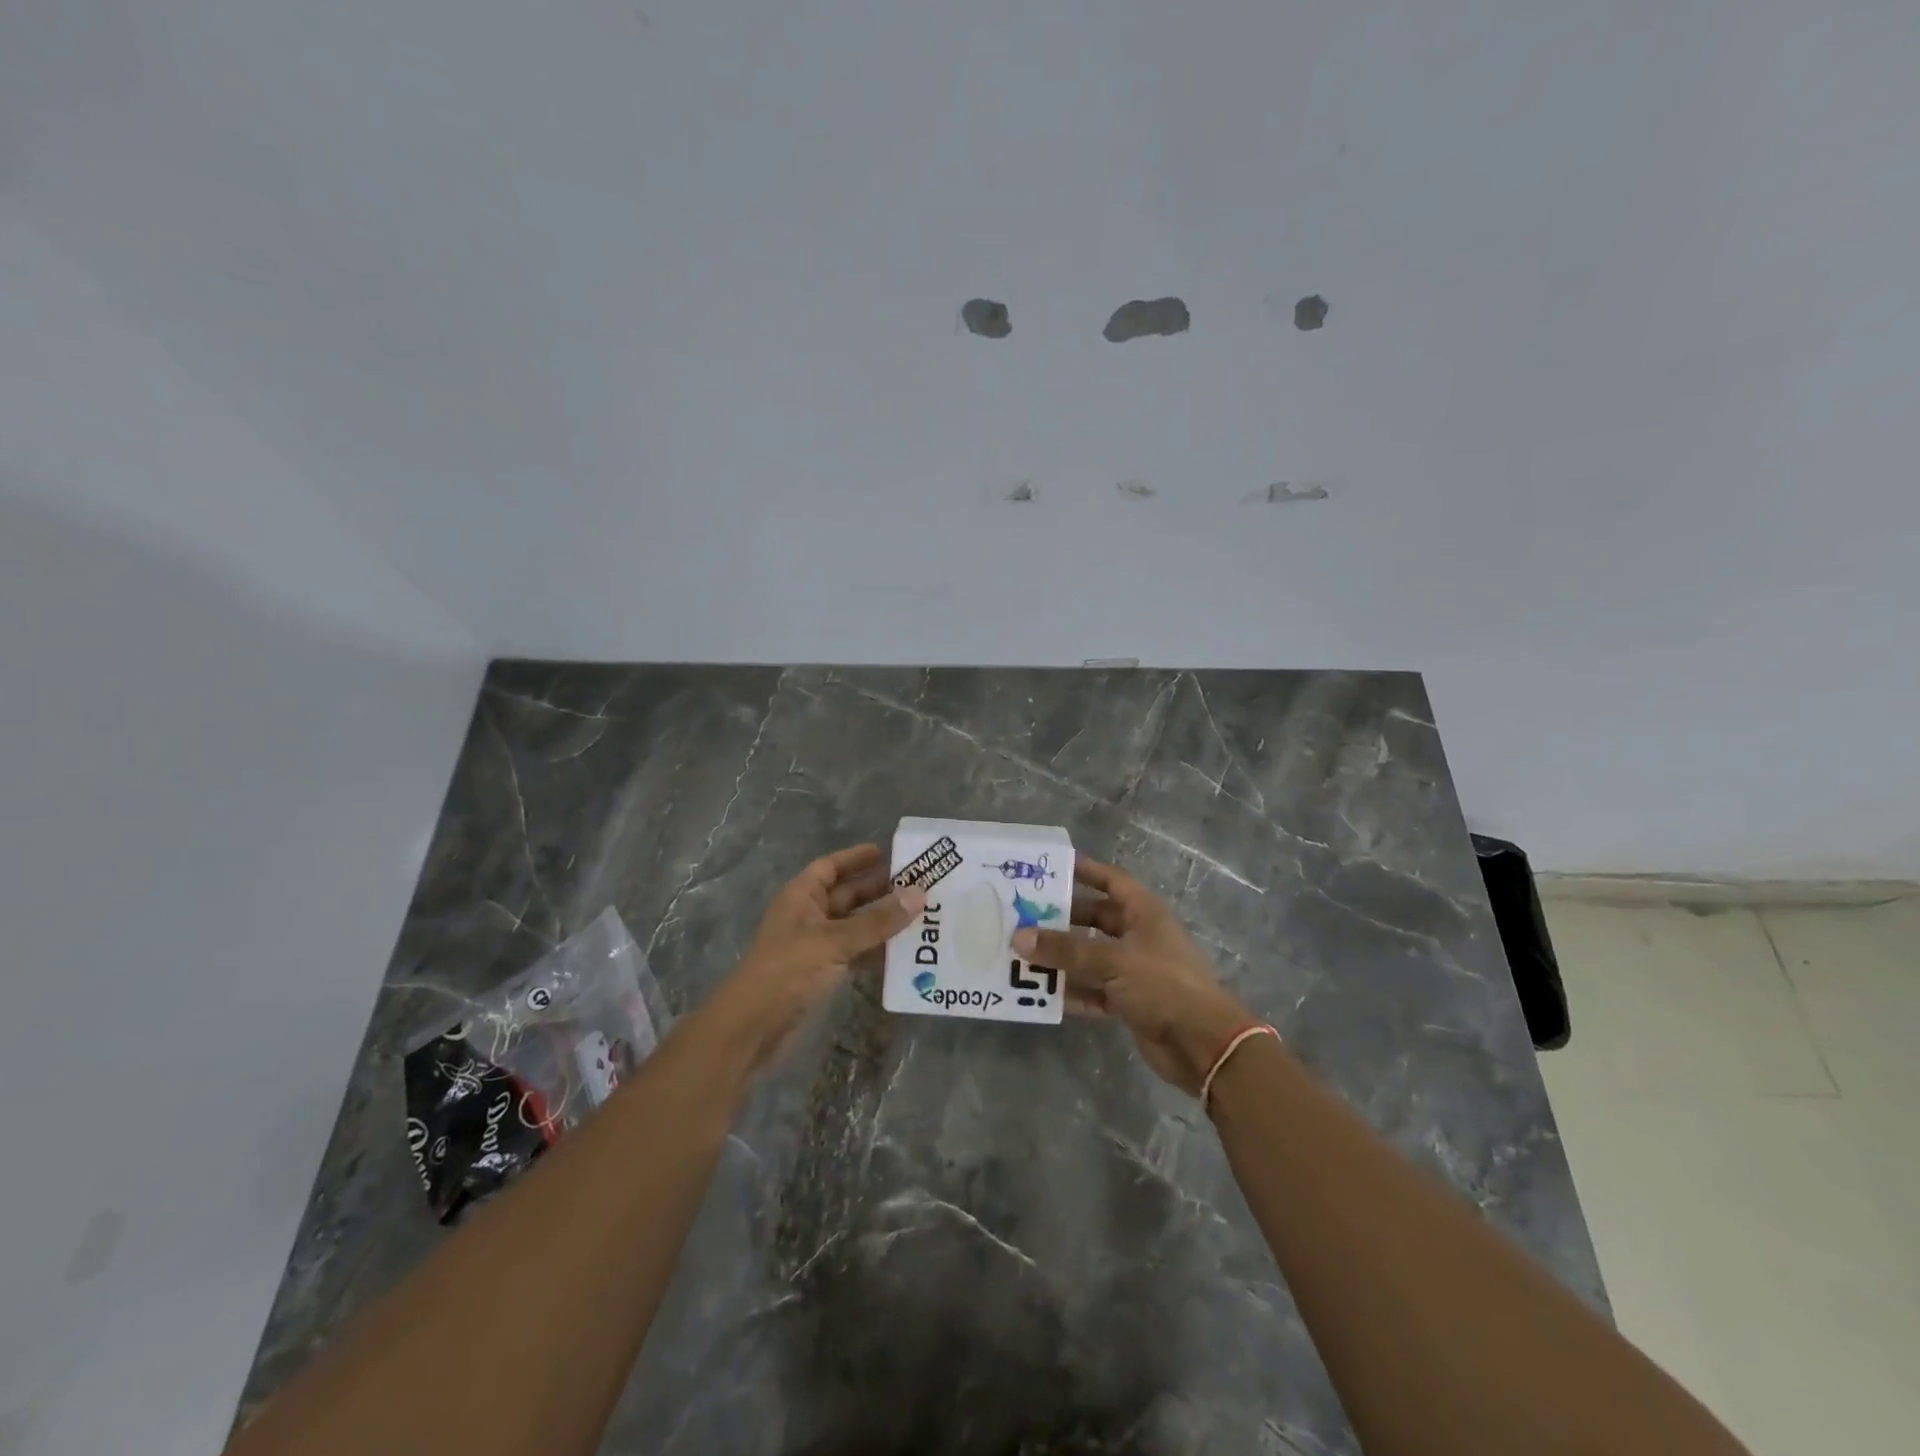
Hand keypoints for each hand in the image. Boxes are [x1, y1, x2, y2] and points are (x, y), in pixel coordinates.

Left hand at [704, 844, 924, 1073]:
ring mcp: (816, 944)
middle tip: (919, 884)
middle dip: (879, 889)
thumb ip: (877, 921)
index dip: (856, 858)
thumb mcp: (834, 941)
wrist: (753, 1026)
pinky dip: (877, 948)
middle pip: (847, 894)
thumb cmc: (788, 970)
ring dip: (882, 920)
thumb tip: (919, 895)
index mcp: (802, 896)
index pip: (830, 866)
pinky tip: (905, 948)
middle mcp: (809, 915)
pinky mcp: (824, 971)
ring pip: (855, 924)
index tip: (890, 853)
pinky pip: (856, 950)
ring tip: (921, 913)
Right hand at [1014, 859, 1251, 1095]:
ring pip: (1090, 957)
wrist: (1202, 1044)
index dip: (1085, 871)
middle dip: (1062, 920)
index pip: (1111, 881)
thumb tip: (1019, 937)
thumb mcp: (1111, 961)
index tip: (1051, 867)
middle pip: (1095, 919)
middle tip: (1023, 917)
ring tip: (1023, 956)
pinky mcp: (1130, 1001)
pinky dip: (1073, 991)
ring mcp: (1135, 970)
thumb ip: (1065, 950)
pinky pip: (1094, 990)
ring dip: (1062, 959)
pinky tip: (1042, 994)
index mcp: (1143, 913)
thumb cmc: (1162, 985)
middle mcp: (1139, 936)